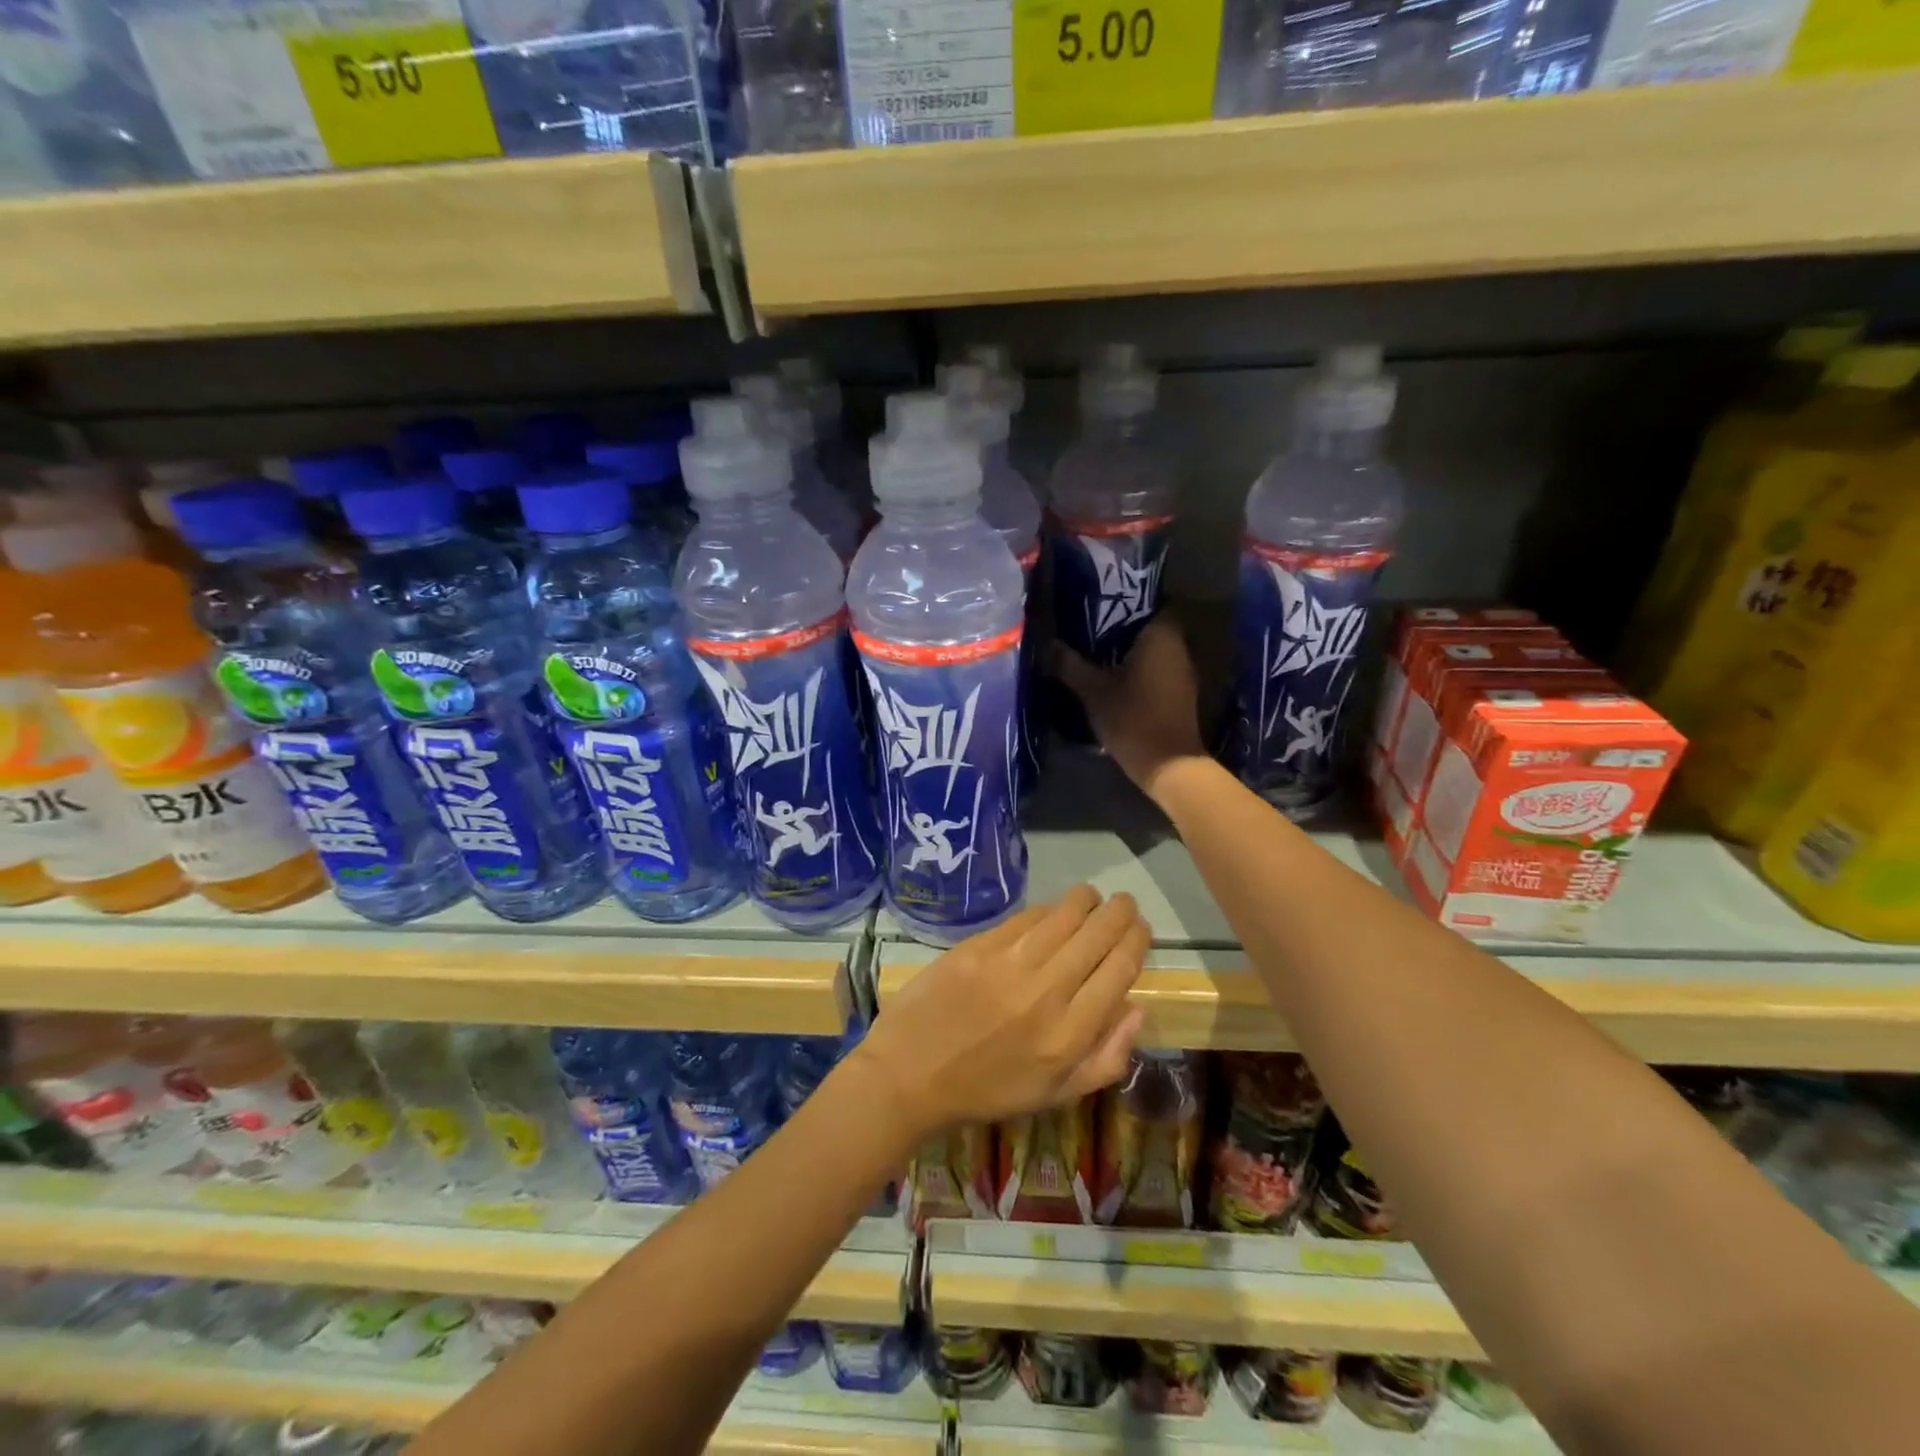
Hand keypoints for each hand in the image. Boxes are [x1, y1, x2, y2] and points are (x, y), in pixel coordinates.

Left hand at [854, 886, 1148, 1142]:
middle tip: (1124, 904)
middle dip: (1119, 913)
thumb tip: (1137, 1008)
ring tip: (1093, 897)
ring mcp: (1011, 964)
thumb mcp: (1056, 1094)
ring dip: (1086, 901)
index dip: (1136, 941)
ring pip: (1064, 916)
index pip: (1119, 970)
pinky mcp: (979, 946)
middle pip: (1097, 936)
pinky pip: (1026, 917)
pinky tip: (1053, 910)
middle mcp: (1047, 992)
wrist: (912, 1073)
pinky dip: (1047, 909)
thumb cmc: (988, 1090)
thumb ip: (1106, 1057)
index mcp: (1070, 1034)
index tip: (1141, 928)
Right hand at [1054, 618, 1206, 797]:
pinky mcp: (1180, 692)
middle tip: (1088, 628)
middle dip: (1120, 627)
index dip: (1122, 602)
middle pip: (1147, 626)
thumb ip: (1070, 665)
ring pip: (1152, 649)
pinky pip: (1156, 668)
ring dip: (1128, 650)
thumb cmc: (1132, 718)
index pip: (1146, 602)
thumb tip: (1048, 644)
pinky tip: (1113, 676)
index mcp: (1161, 635)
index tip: (1096, 606)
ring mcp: (1183, 671)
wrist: (1168, 764)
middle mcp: (1179, 646)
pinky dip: (1137, 668)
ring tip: (1095, 651)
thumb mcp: (1093, 690)